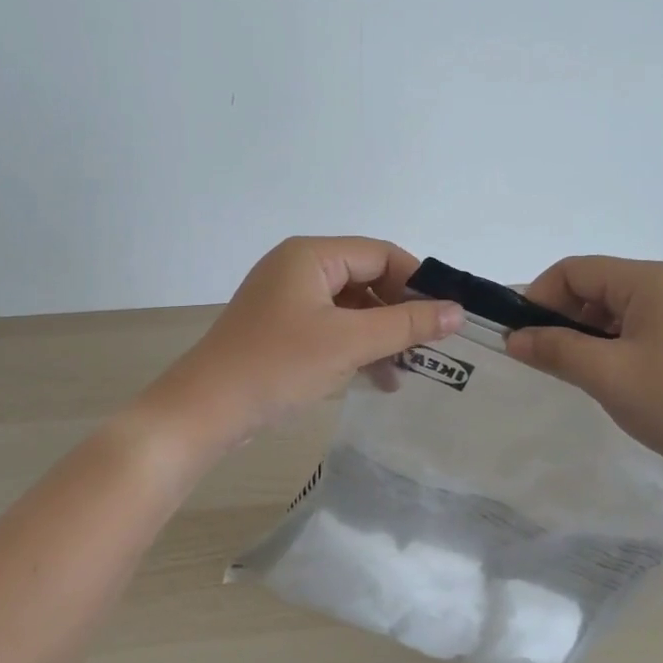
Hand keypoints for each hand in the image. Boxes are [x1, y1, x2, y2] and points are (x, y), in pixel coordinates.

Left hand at [146, 236, 464, 450]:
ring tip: (408, 369)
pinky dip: (356, 348)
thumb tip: (457, 312)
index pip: (381, 253)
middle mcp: (298, 268)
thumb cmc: (279, 365)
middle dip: (399, 313)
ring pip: (350, 308)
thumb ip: (406, 324)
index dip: (418, 281)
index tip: (448, 315)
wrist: (205, 409)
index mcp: (311, 255)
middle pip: (366, 279)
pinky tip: (379, 379)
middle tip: (431, 346)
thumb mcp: (349, 342)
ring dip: (380, 336)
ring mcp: (286, 300)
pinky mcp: (280, 330)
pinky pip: (330, 329)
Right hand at [505, 256, 662, 492]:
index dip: (538, 298)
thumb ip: (556, 351)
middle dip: (562, 319)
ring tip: (583, 375)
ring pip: (614, 309)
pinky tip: (616, 378)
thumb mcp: (609, 376)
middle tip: (550, 362)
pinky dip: (615, 345)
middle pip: (593, 287)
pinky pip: (639, 326)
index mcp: (647, 280)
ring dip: (588, 336)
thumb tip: (514, 339)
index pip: (573, 271)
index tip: (522, 339)